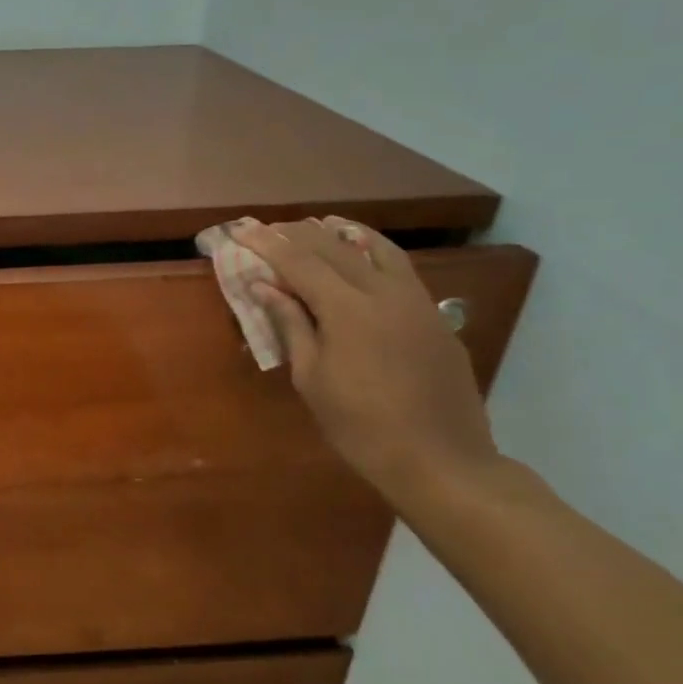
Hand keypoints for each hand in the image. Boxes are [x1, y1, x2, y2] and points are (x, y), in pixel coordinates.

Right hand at [236, 218, 500, 503]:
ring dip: (342, 233)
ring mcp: (416, 302)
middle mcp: (384, 293)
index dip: (268, 244)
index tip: (242, 230)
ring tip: (320, 223)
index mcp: (348, 310)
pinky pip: (401, 269)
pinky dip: (375, 252)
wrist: (440, 460)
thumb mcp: (312, 378)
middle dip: (297, 234)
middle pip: (335, 248)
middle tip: (269, 228)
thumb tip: (266, 288)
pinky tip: (364, 255)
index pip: (300, 263)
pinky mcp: (435, 316)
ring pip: (377, 249)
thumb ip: (292, 325)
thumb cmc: (360, 426)